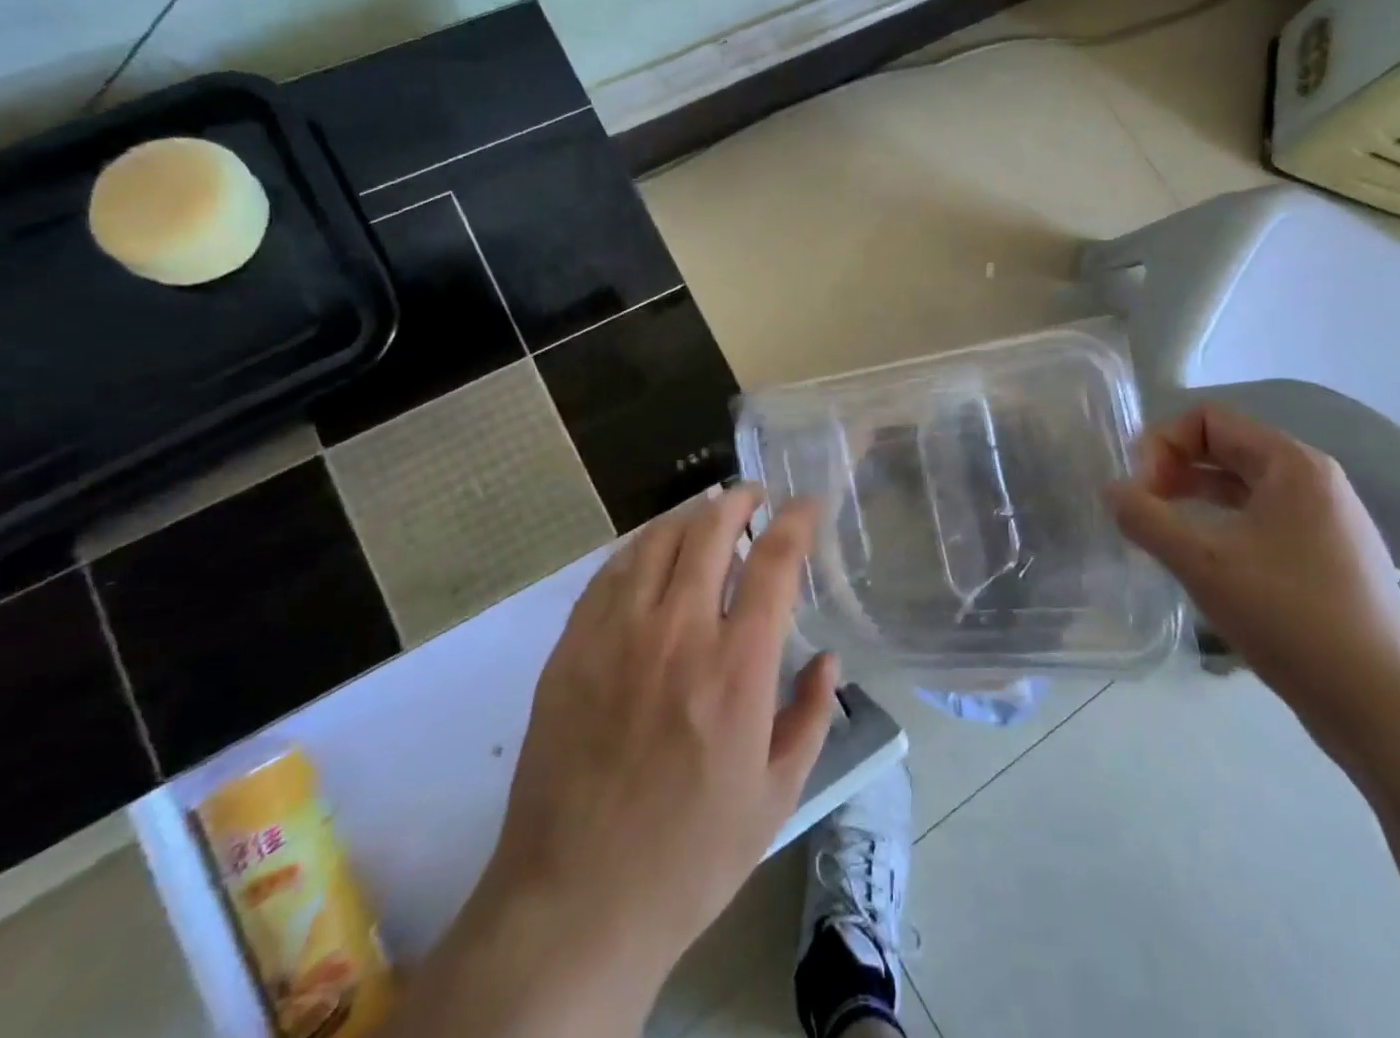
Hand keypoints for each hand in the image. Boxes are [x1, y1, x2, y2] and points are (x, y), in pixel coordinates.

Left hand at [478, 490, 836, 1006]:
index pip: (773, 561)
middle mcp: (677, 632)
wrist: (575, 903)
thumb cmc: (690, 856)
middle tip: (754, 497)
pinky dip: (640, 548)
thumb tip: (827, 658)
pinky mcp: (572, 649)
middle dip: (739, 500)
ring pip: (656, 540)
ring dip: (690, 516)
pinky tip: (651, 553)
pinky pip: (609, 573)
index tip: (806, 504)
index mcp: (737, 667)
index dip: (795, 520)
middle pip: (710, 530)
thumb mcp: (777, 796)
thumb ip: (812, 715)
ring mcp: (617, 635)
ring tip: (707, 516)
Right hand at [1107, 402, 1399, 778]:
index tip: (1141, 490)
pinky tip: (1203, 563)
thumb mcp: (1203, 563)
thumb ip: (1146, 519)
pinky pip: (1261, 521)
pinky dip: (1222, 526)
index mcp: (1293, 465)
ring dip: (1195, 498)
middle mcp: (1314, 482)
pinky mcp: (1328, 560)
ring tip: (1163, 533)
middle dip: (1175, 469)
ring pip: (1243, 488)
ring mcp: (1326, 522)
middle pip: (1227, 448)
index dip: (1164, 444)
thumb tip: (1111, 490)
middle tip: (1143, 509)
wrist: (1386, 709)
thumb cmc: (1291, 617)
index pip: (1210, 419)